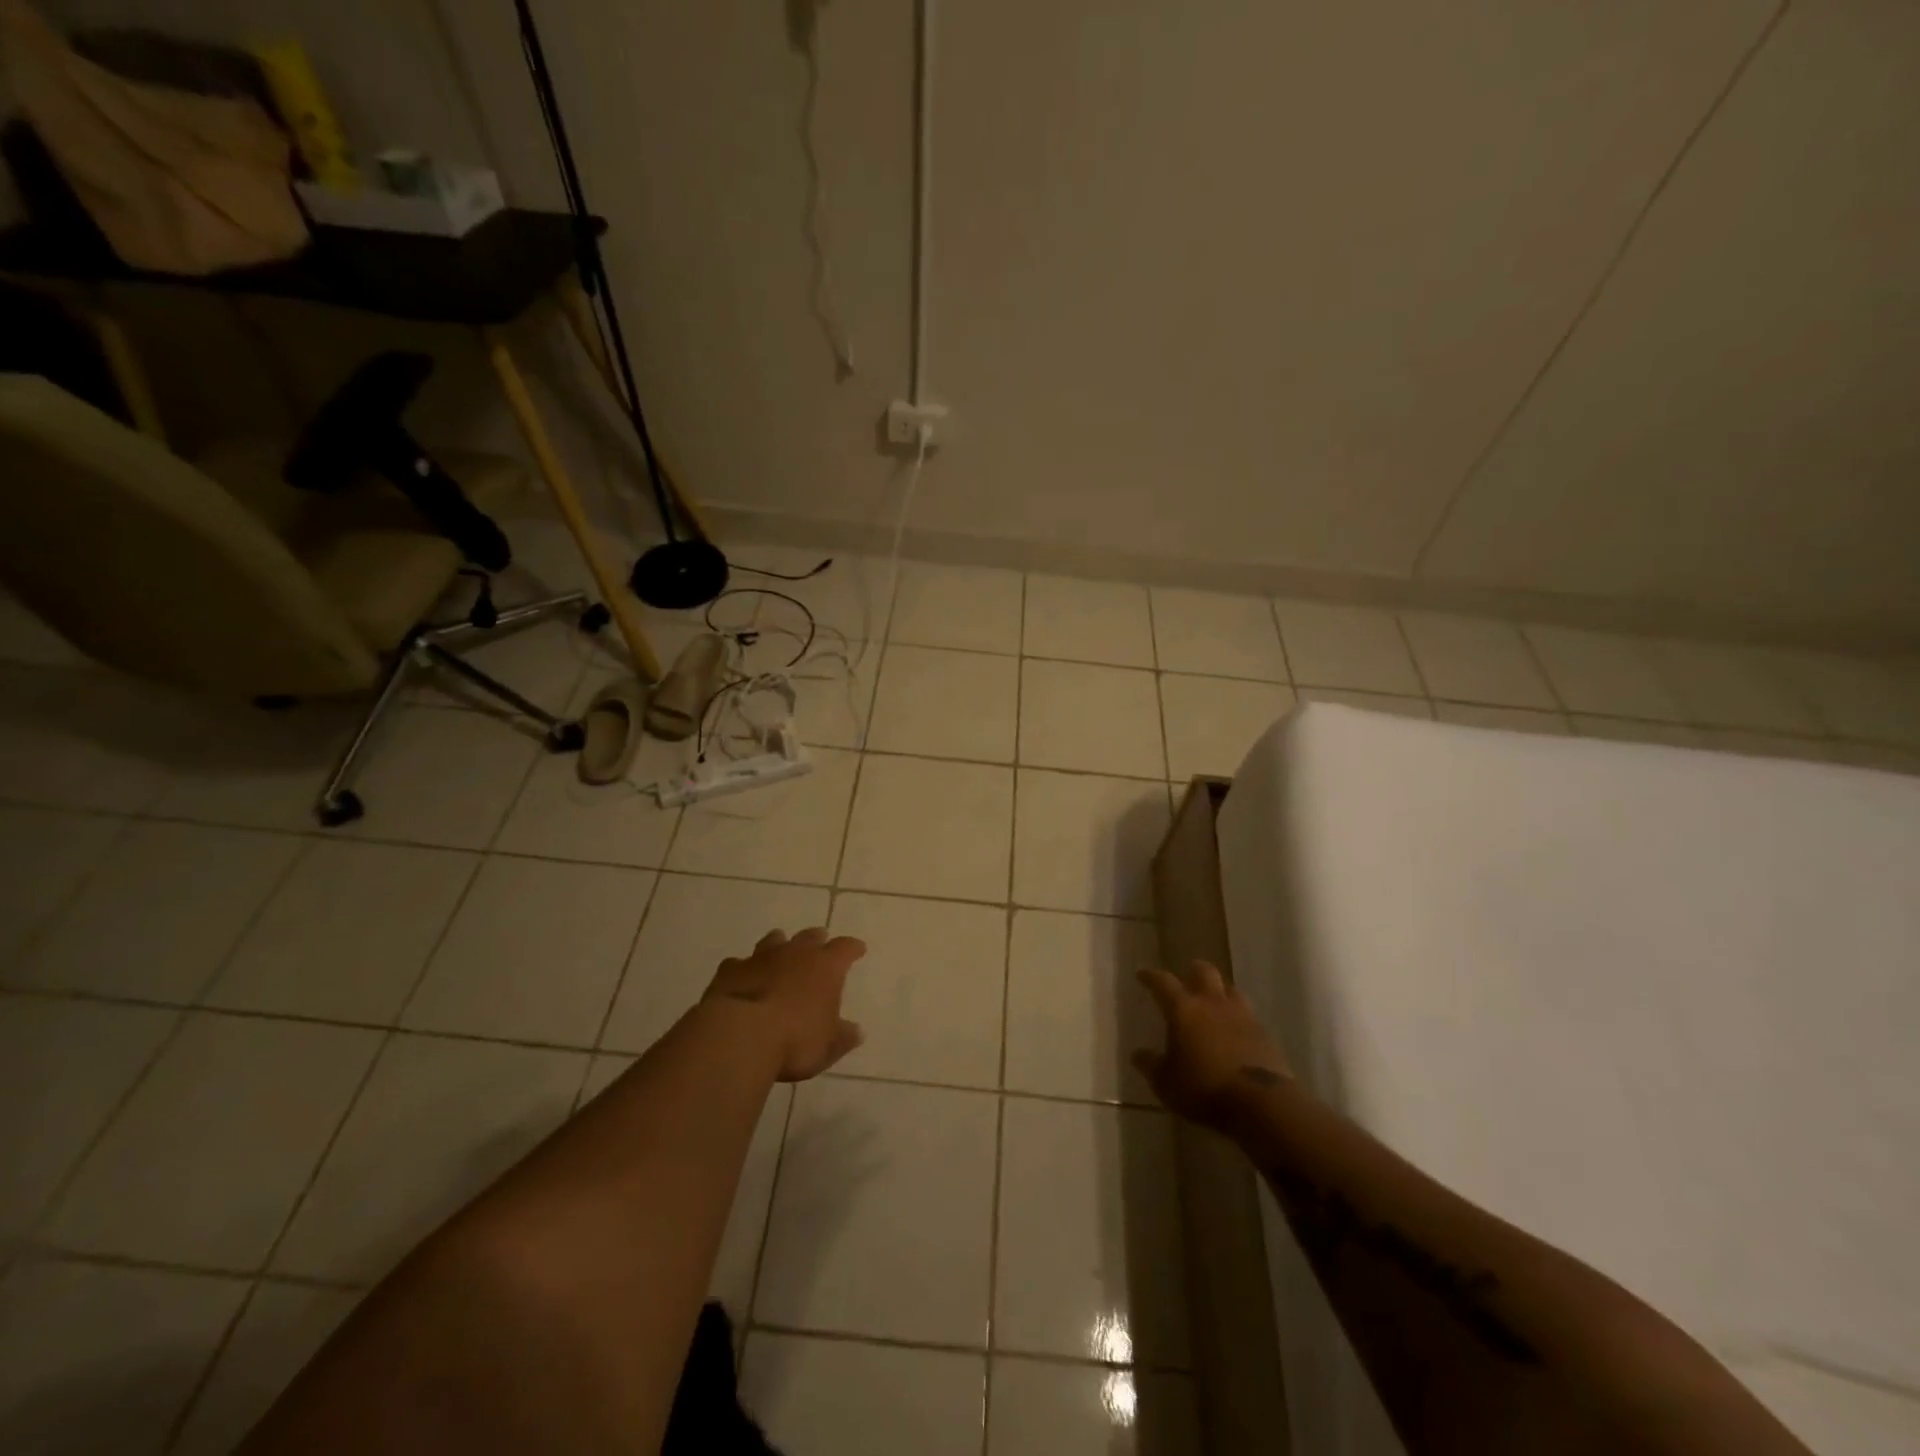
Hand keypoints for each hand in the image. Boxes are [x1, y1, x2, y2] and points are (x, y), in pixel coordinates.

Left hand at [703, 927, 866, 1081]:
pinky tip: (742, 976)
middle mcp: (795, 953)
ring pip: (773, 940)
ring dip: (779, 945)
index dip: (852, 948)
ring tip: (780, 951)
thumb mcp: (828, 1046)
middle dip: (816, 939)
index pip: (845, 948)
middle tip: (820, 941)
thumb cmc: (795, 1040)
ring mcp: (760, 958)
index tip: (858, 949)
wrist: (740, 1036)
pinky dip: (743, 968)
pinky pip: (738, 963)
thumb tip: (857, 1032)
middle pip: (810, 936)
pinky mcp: (730, 970)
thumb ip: (843, 1037)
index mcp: (826, 967)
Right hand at [1133, 961, 1292, 1126]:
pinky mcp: (1265, 1034)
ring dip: (1221, 991)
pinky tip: (1237, 1030)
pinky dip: (1240, 1018)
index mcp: (1184, 1010)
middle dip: (1195, 970)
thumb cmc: (1203, 1089)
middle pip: (1205, 972)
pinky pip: (1250, 1016)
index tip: (1142, 974)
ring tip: (1216, 999)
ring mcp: (1243, 1016)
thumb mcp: (1166, 1082)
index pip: (1163, 982)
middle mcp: (1213, 1004)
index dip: (1151, 976)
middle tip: (1188, 973)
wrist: (1259, 1104)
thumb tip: (1137, 1055)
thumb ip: (1151, 1065)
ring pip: (1231, 990)